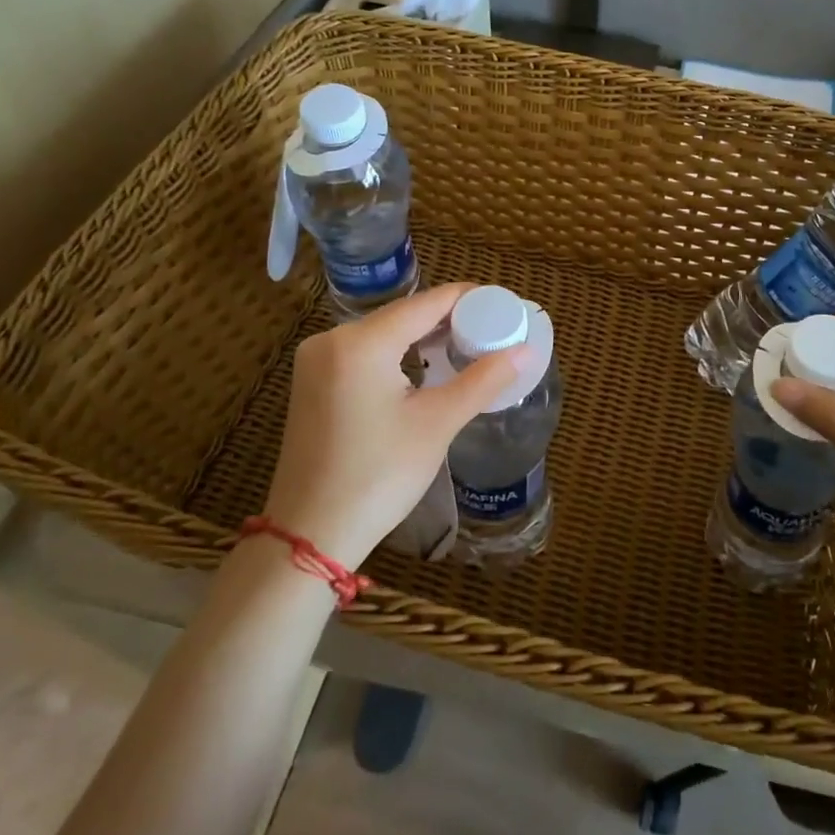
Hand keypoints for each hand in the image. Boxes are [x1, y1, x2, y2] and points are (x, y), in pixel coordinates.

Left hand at [264, 284, 521, 567]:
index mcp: (360, 343)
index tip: (504, 305)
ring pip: (383, 332)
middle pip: (403, 314)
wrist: (310, 535)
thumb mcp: (437, 424)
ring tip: (467, 345)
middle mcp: (332, 339)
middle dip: (448, 318)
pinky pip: (364, 351)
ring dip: (423, 336)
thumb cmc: (378, 477)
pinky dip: (397, 352)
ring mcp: (316, 360)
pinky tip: (424, 365)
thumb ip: (482, 380)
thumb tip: (525, 351)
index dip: (468, 299)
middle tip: (493, 329)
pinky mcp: (312, 381)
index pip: (425, 303)